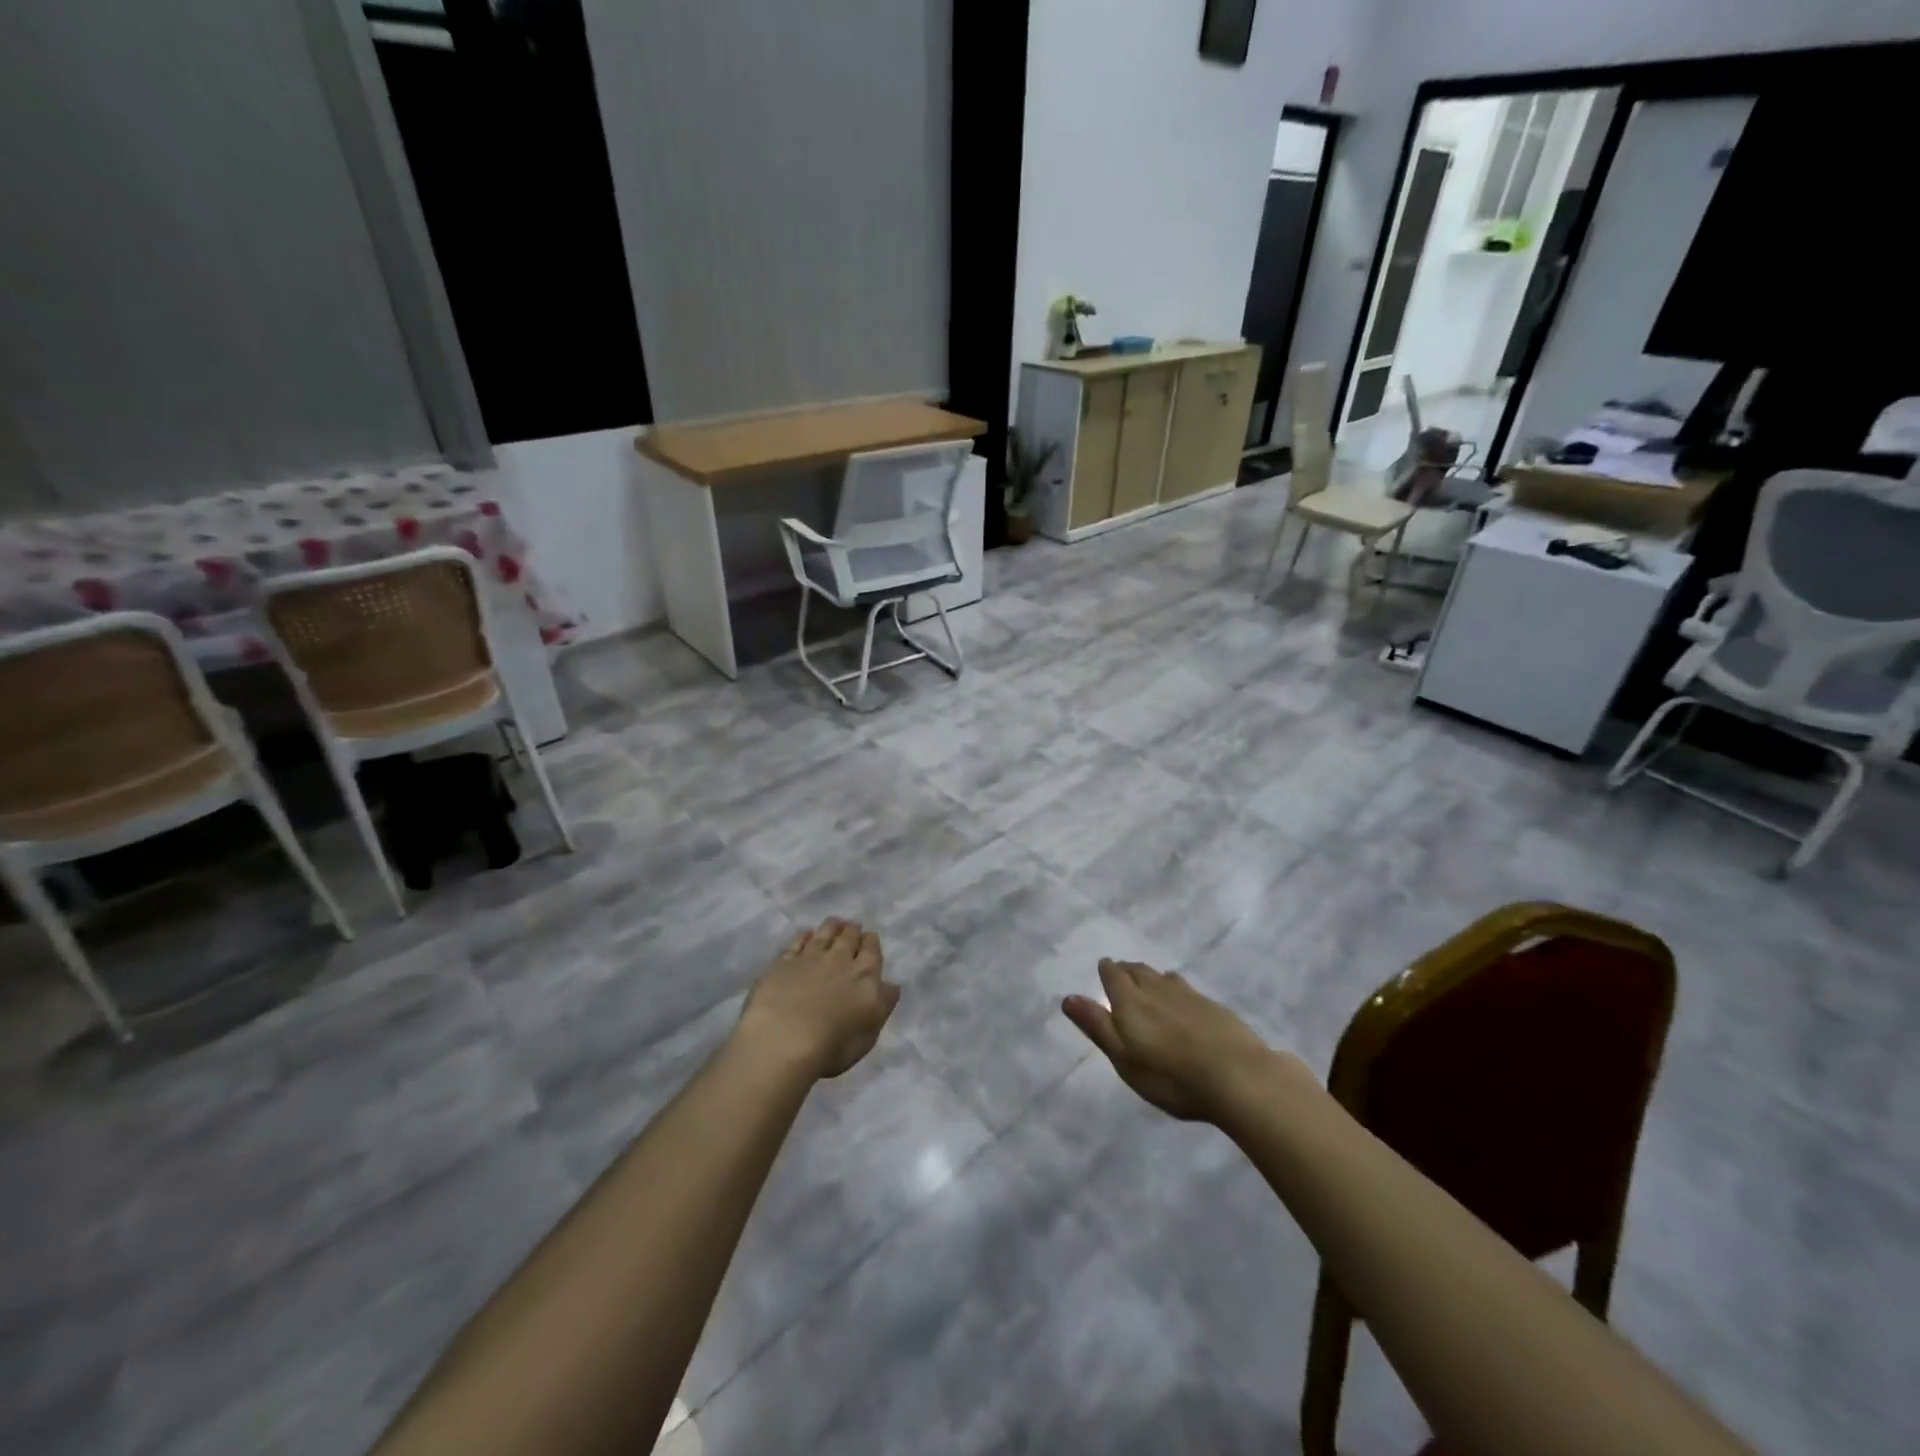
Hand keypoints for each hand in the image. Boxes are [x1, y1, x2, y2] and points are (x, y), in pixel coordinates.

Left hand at [738, 918, 899, 1078]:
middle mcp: (840, 960)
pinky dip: (804, 936)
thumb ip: (882, 1005)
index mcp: (865, 976)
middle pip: (849, 937)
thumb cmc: (832, 1046)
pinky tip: (806, 934)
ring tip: (834, 922)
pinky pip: (797, 942)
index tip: (870, 937)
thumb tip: (892, 985)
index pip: (872, 951)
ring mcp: (809, 958)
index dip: (871, 942)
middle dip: (853, 930)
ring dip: (832, 926)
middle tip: (852, 926)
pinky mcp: (783, 962)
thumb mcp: (869, 1033)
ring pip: (824, 933)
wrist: (783, 1040)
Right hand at [1062, 959, 1279, 1122]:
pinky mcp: (1213, 1006)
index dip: (1107, 970)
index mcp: (1130, 1001)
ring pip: (1163, 977)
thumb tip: (1068, 997)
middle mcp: (1157, 989)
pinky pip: (1186, 988)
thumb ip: (1097, 1026)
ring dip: (1151, 976)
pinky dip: (1176, 988)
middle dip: (1127, 969)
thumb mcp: (1124, 1058)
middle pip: (1138, 970)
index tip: (1104, 967)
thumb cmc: (1171, 1075)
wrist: (1238, 1076)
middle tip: (1122, 972)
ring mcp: (1188, 995)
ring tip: (1149, 981)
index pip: (1113, 975)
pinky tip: (1182, 1000)